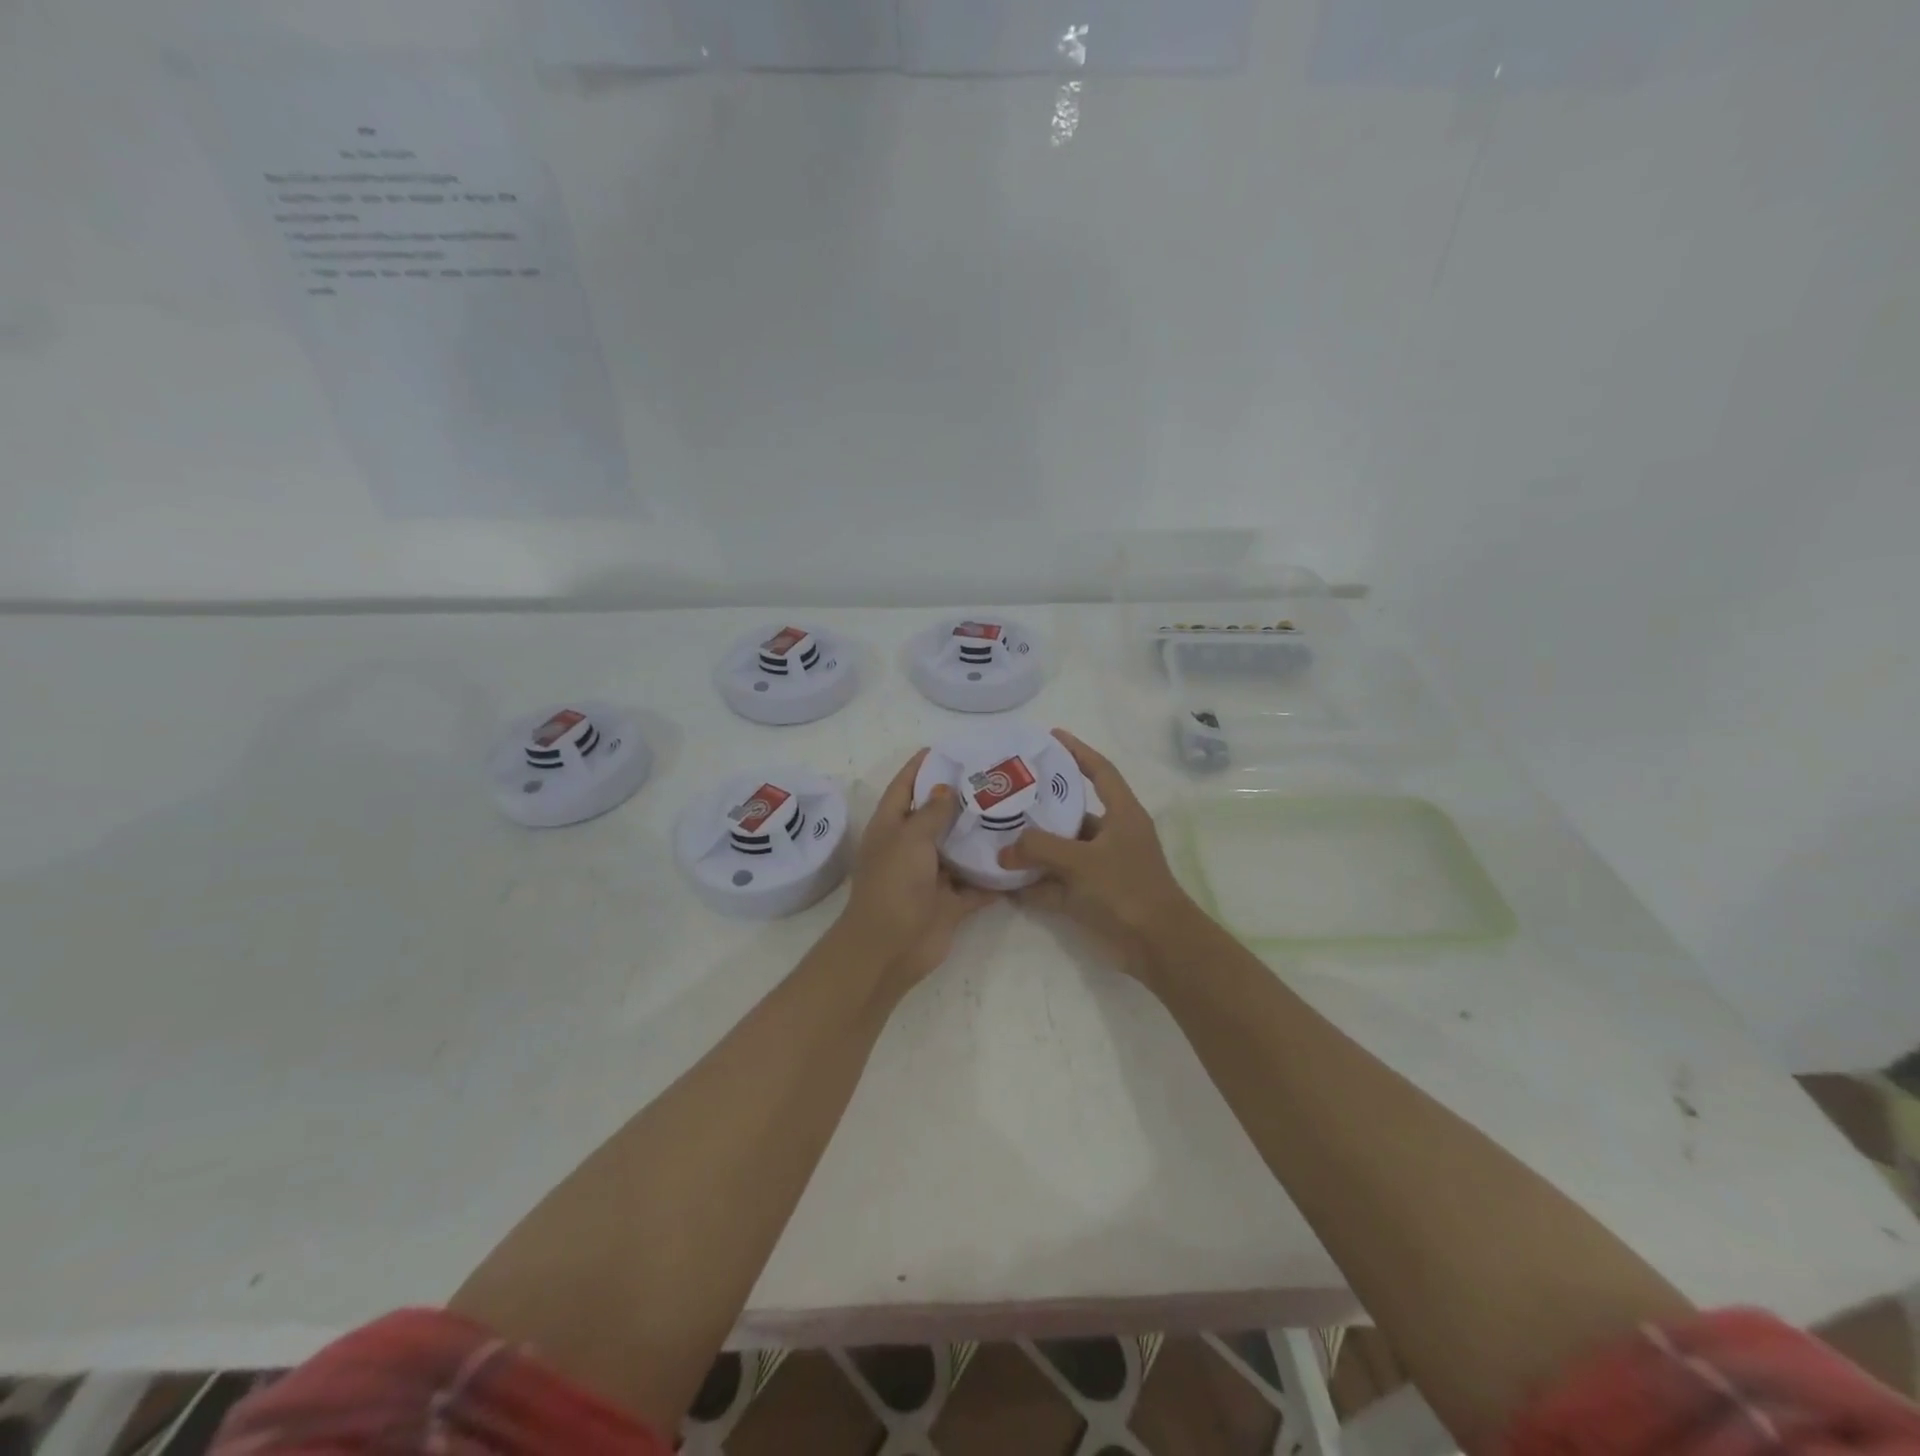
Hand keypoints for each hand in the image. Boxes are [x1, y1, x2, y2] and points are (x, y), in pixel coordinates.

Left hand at [837, 749, 993, 992]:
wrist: (890, 948)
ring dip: (979, 837)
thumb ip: (931, 812)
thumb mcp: (910, 838)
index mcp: (890, 827)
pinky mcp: (950, 903)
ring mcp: (930, 877)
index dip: (920, 767)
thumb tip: (945, 788)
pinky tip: (1020, 859)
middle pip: (935, 817)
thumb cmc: (894, 884)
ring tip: (1013, 811)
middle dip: (959, 799)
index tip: (946, 749)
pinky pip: (976, 885)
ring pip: (958, 850)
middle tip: (994, 779)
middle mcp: (909, 848)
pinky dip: (994, 877)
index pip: (903, 787)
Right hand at [997, 729, 1199, 979]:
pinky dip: (1037, 884)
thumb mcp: (1081, 862)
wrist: (1158, 946)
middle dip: (1042, 805)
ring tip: (998, 836)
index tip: (1051, 736)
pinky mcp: (1095, 896)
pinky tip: (1007, 884)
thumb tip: (1004, 851)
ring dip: (1035, 848)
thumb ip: (1039, 849)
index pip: (1100, 771)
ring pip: (1063, 850)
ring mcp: (1103, 867)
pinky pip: (1059, 883)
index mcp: (1123, 815)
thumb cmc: (1127, 890)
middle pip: (1074, 812)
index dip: (1077, 751)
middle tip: (1009, 793)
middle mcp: (1114, 836)